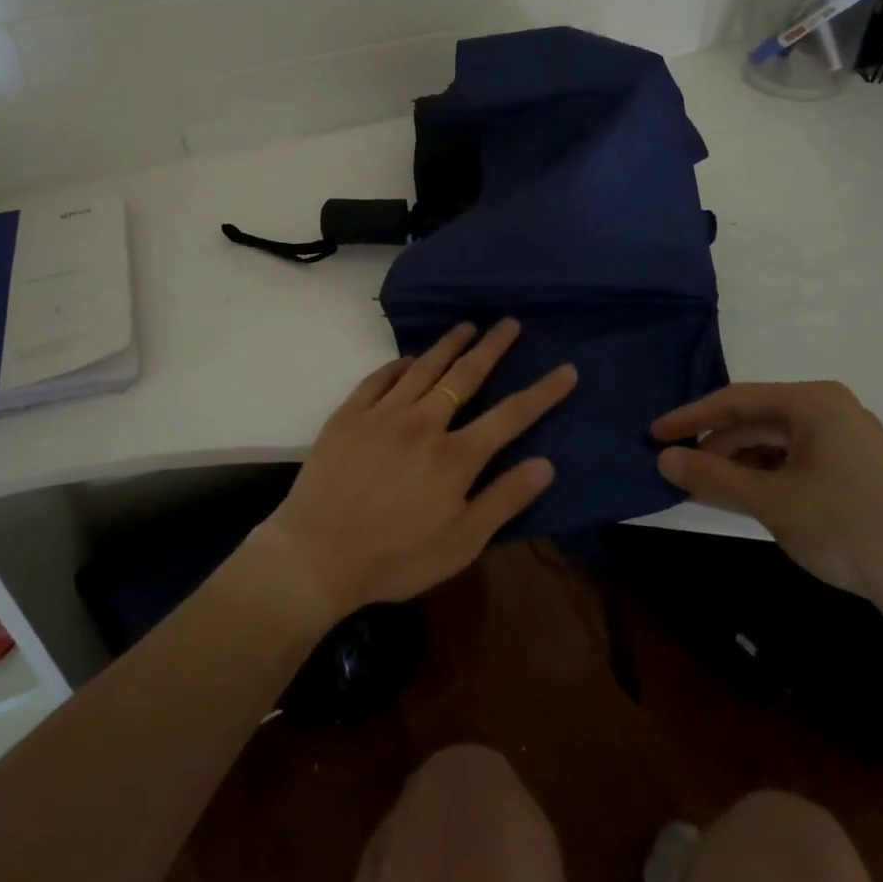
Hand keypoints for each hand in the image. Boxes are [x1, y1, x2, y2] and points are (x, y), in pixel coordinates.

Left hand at [254, 319, 576, 623]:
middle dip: (492, 347)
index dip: (543, 392)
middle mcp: (424, 423)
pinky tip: (408, 359)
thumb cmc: (395, 558)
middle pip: (466, 375)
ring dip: (449, 343)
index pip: (510, 415)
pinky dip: (399, 364)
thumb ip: (504, 501)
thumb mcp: (461, 543)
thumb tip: (546, 464)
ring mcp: (383, 414)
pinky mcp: (350, 414)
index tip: (566, 369)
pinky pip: (380, 378)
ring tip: (467, 325)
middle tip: (509, 322)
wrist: (316, 555)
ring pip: (424, 367)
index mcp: (455, 457)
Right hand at [652, 381, 882, 622]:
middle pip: (756, 421)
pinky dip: (766, 476)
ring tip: (708, 489)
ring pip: (775, 442)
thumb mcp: (770, 502)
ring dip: (739, 464)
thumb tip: (663, 460)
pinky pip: (796, 460)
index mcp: (814, 402)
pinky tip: (748, 498)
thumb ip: (712, 477)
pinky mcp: (857, 469)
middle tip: (679, 471)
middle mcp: (831, 409)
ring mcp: (848, 439)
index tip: (654, 436)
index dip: (690, 419)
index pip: (736, 401)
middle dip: (716, 446)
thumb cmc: (846, 528)